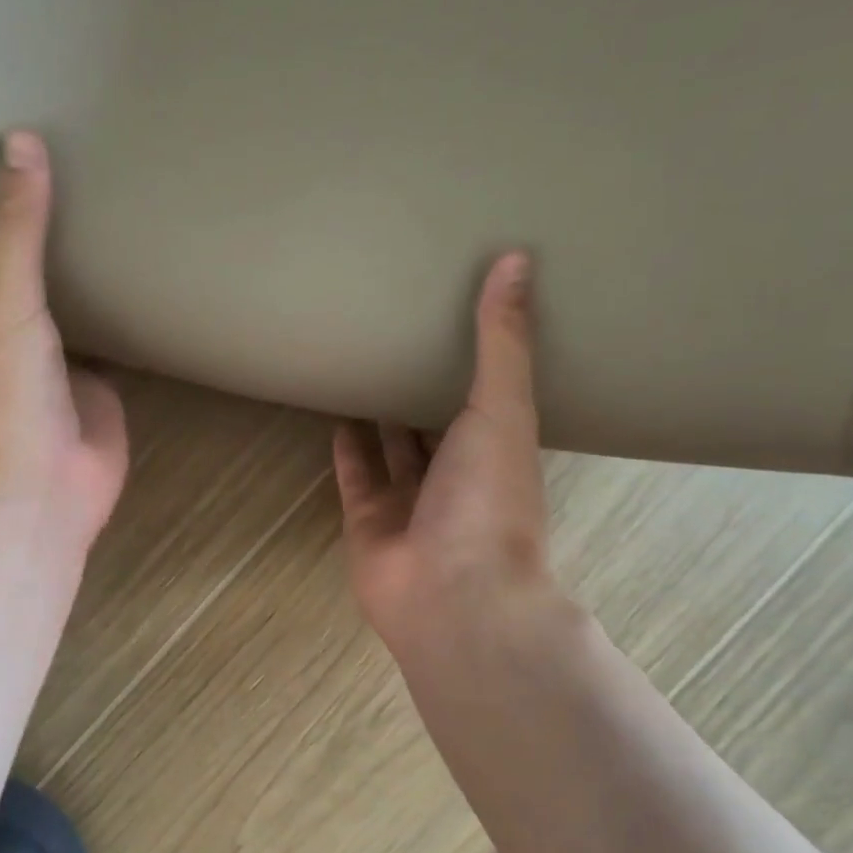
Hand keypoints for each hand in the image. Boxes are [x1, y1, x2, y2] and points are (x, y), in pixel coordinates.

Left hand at [0, 131, 128, 559]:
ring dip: (87, 275)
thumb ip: (16, 234)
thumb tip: (20, 142)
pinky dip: (131, 315)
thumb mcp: (6, 304)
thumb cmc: (8, 398)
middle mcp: (14, 337)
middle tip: (63, 175)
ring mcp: (62, 362)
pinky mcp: (104, 384)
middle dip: (36, 240)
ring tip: (111, 210)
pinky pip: (118, 340)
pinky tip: (153, 277)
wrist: (48, 484)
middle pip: (22, 279)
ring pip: (74, 308)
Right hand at [334, 254, 573, 669]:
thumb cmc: (489, 501)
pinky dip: (348, 448)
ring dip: (383, 416)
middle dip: (426, 387)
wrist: (452, 594)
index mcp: (499, 451)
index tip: (461, 316)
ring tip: (365, 366)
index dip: (477, 361)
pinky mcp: (368, 520)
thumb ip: (503, 341)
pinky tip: (336, 411)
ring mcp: (411, 502)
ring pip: (395, 450)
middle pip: (439, 424)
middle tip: (404, 335)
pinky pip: (356, 475)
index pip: (488, 397)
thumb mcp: (503, 411)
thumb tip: (517, 257)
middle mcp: (457, 477)